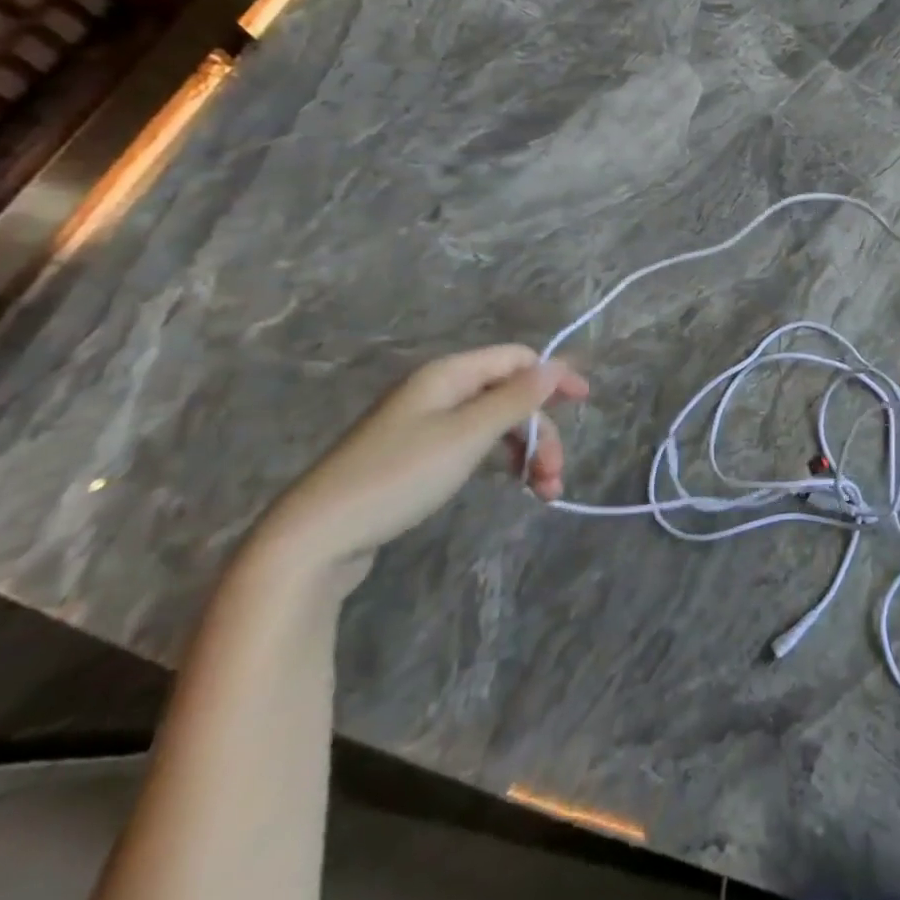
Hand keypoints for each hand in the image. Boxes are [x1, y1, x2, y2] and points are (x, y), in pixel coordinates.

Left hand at [254, 346, 586, 586]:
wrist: (313, 540)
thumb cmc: (398, 477)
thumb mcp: (467, 436)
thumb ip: (516, 399)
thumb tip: (557, 365)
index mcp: (448, 375)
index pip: (516, 359)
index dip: (553, 376)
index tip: (586, 402)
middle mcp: (438, 391)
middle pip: (508, 396)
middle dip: (540, 431)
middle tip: (555, 475)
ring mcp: (424, 425)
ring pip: (494, 425)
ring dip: (525, 452)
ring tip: (543, 492)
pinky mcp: (416, 458)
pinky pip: (474, 446)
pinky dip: (500, 463)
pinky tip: (513, 486)